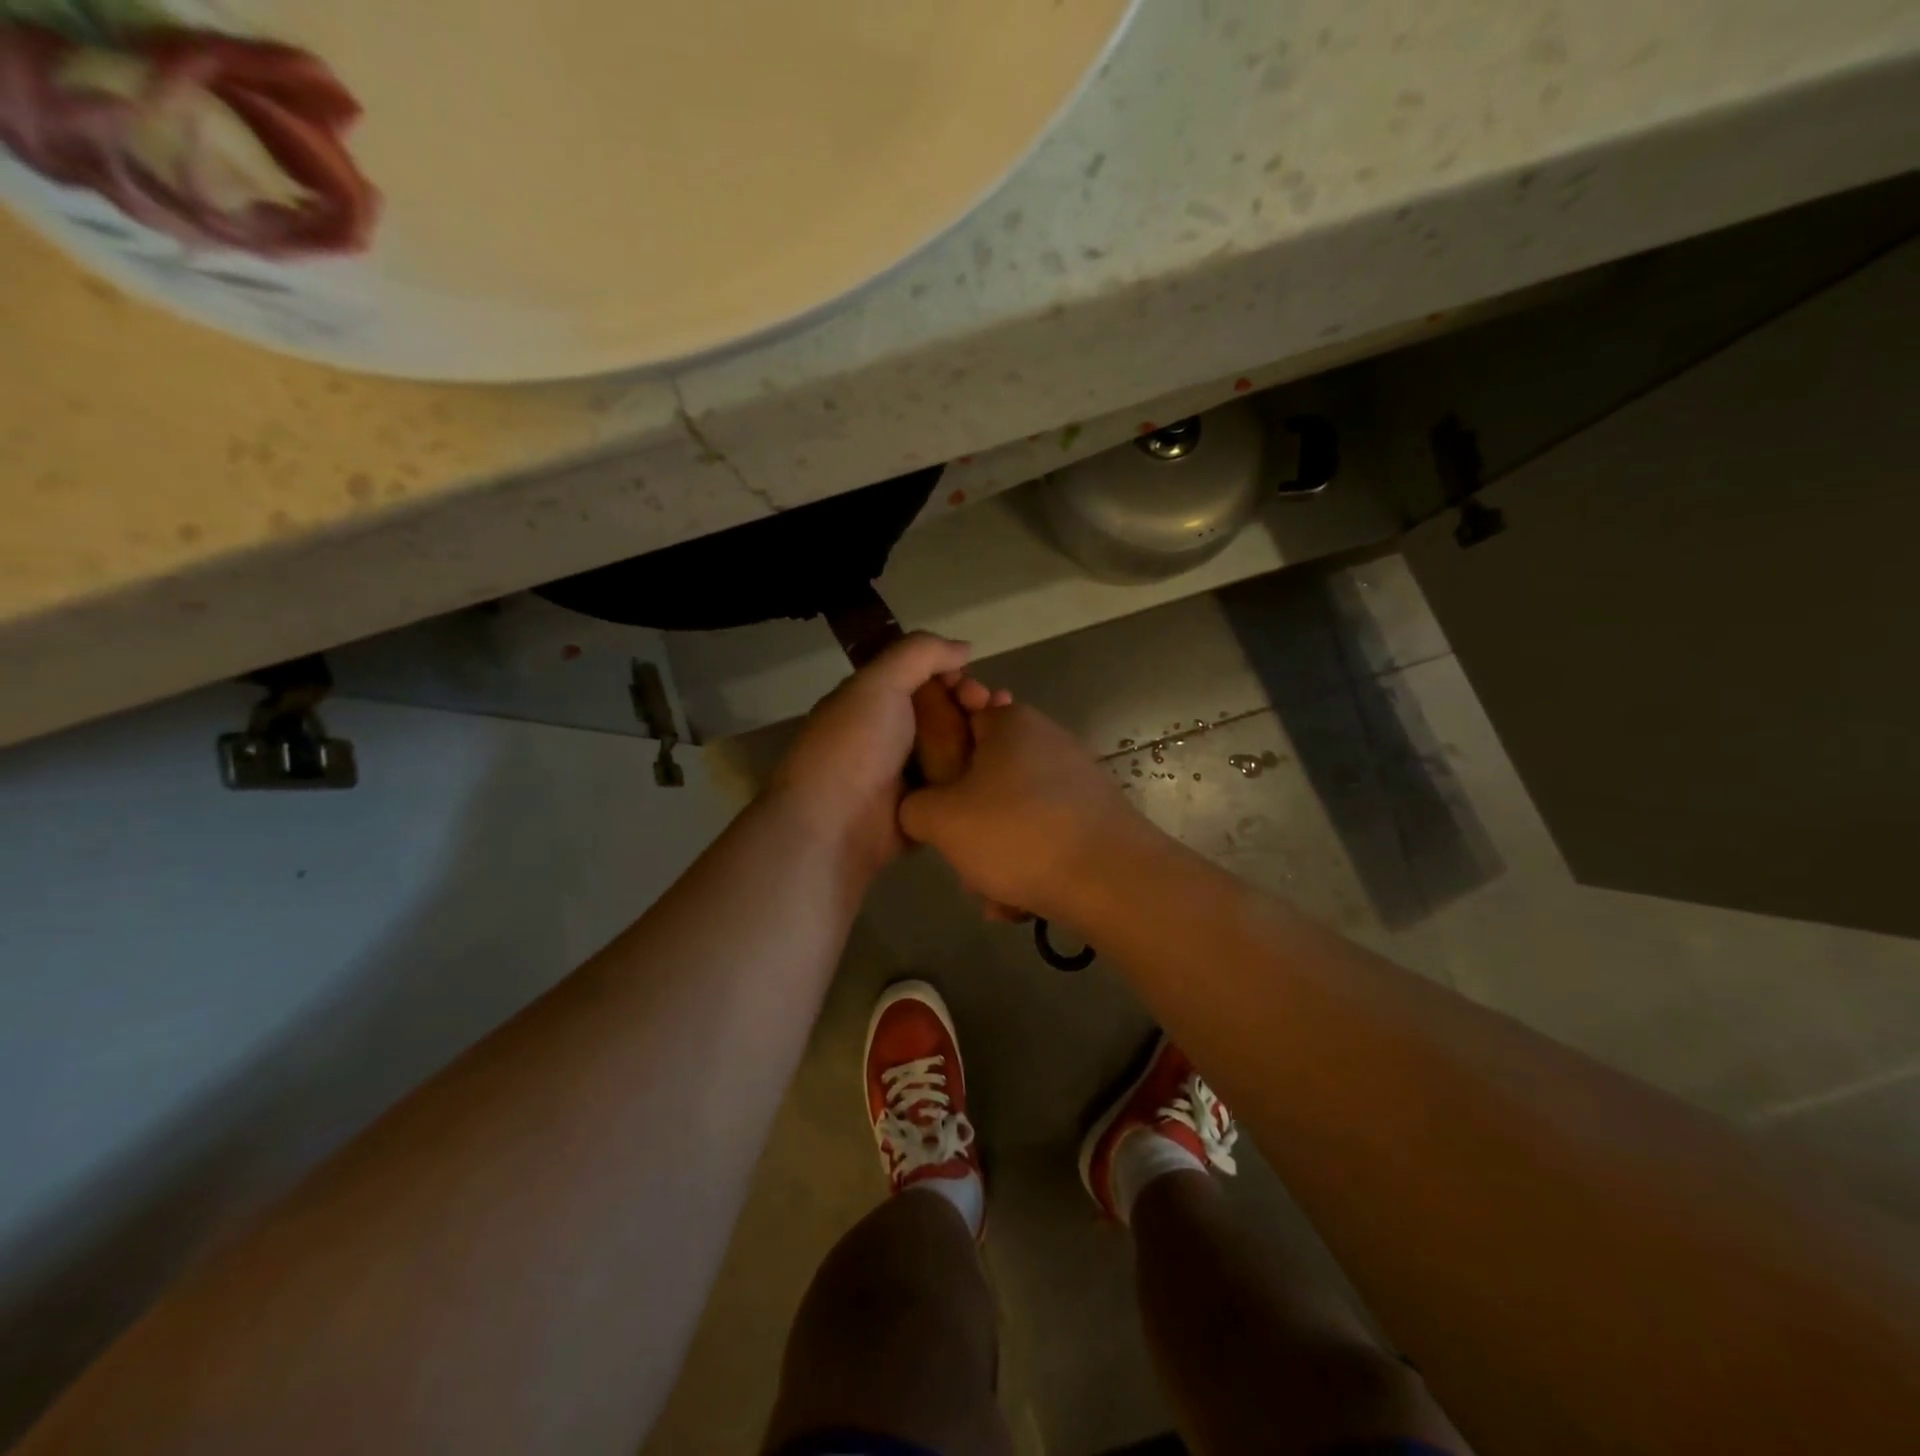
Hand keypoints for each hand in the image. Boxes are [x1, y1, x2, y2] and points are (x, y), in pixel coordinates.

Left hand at [768, 634, 1003, 876]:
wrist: (835, 826)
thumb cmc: (853, 746)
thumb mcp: (878, 683)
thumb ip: (919, 653)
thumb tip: (964, 648)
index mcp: (872, 702)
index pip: (921, 678)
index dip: (950, 674)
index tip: (971, 682)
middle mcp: (890, 736)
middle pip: (943, 711)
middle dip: (972, 704)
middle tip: (993, 706)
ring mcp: (908, 775)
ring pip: (955, 747)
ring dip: (982, 737)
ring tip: (1012, 733)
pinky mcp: (926, 809)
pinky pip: (958, 785)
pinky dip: (979, 774)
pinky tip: (1005, 766)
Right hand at [899, 703, 1139, 922]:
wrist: (1112, 880)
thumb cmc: (1016, 833)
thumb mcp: (941, 821)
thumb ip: (913, 806)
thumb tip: (920, 808)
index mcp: (1009, 722)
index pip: (958, 716)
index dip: (936, 752)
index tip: (931, 792)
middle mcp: (1045, 739)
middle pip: (983, 776)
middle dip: (967, 822)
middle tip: (961, 856)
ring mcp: (1074, 777)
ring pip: (1012, 814)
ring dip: (995, 853)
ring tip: (993, 893)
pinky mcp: (1093, 814)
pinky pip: (1042, 834)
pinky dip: (1028, 863)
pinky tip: (1021, 901)